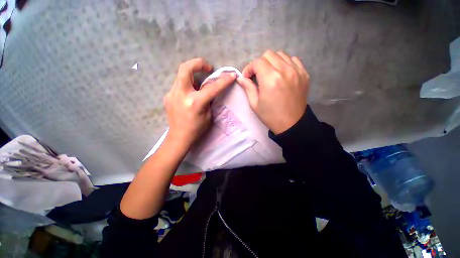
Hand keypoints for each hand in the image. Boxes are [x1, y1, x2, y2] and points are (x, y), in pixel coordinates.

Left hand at [164, 58, 235, 149]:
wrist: (179, 137)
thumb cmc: (196, 129)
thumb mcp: (208, 115)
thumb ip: (209, 100)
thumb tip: (209, 89)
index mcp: (195, 102)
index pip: (212, 87)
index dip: (224, 80)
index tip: (231, 75)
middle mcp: (181, 95)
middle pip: (186, 68)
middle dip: (198, 63)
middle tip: (207, 68)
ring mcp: (172, 94)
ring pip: (181, 75)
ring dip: (193, 74)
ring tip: (200, 83)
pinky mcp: (168, 96)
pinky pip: (179, 85)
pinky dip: (187, 85)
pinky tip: (191, 94)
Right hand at [237, 50, 309, 133]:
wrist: (291, 124)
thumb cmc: (270, 116)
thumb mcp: (254, 104)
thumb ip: (247, 87)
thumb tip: (240, 78)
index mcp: (270, 79)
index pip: (257, 62)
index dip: (249, 68)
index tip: (247, 77)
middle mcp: (285, 70)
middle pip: (269, 54)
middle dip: (259, 64)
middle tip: (258, 76)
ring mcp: (297, 71)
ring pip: (281, 54)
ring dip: (272, 62)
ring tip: (269, 74)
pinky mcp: (304, 74)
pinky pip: (293, 60)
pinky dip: (285, 63)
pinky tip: (282, 74)